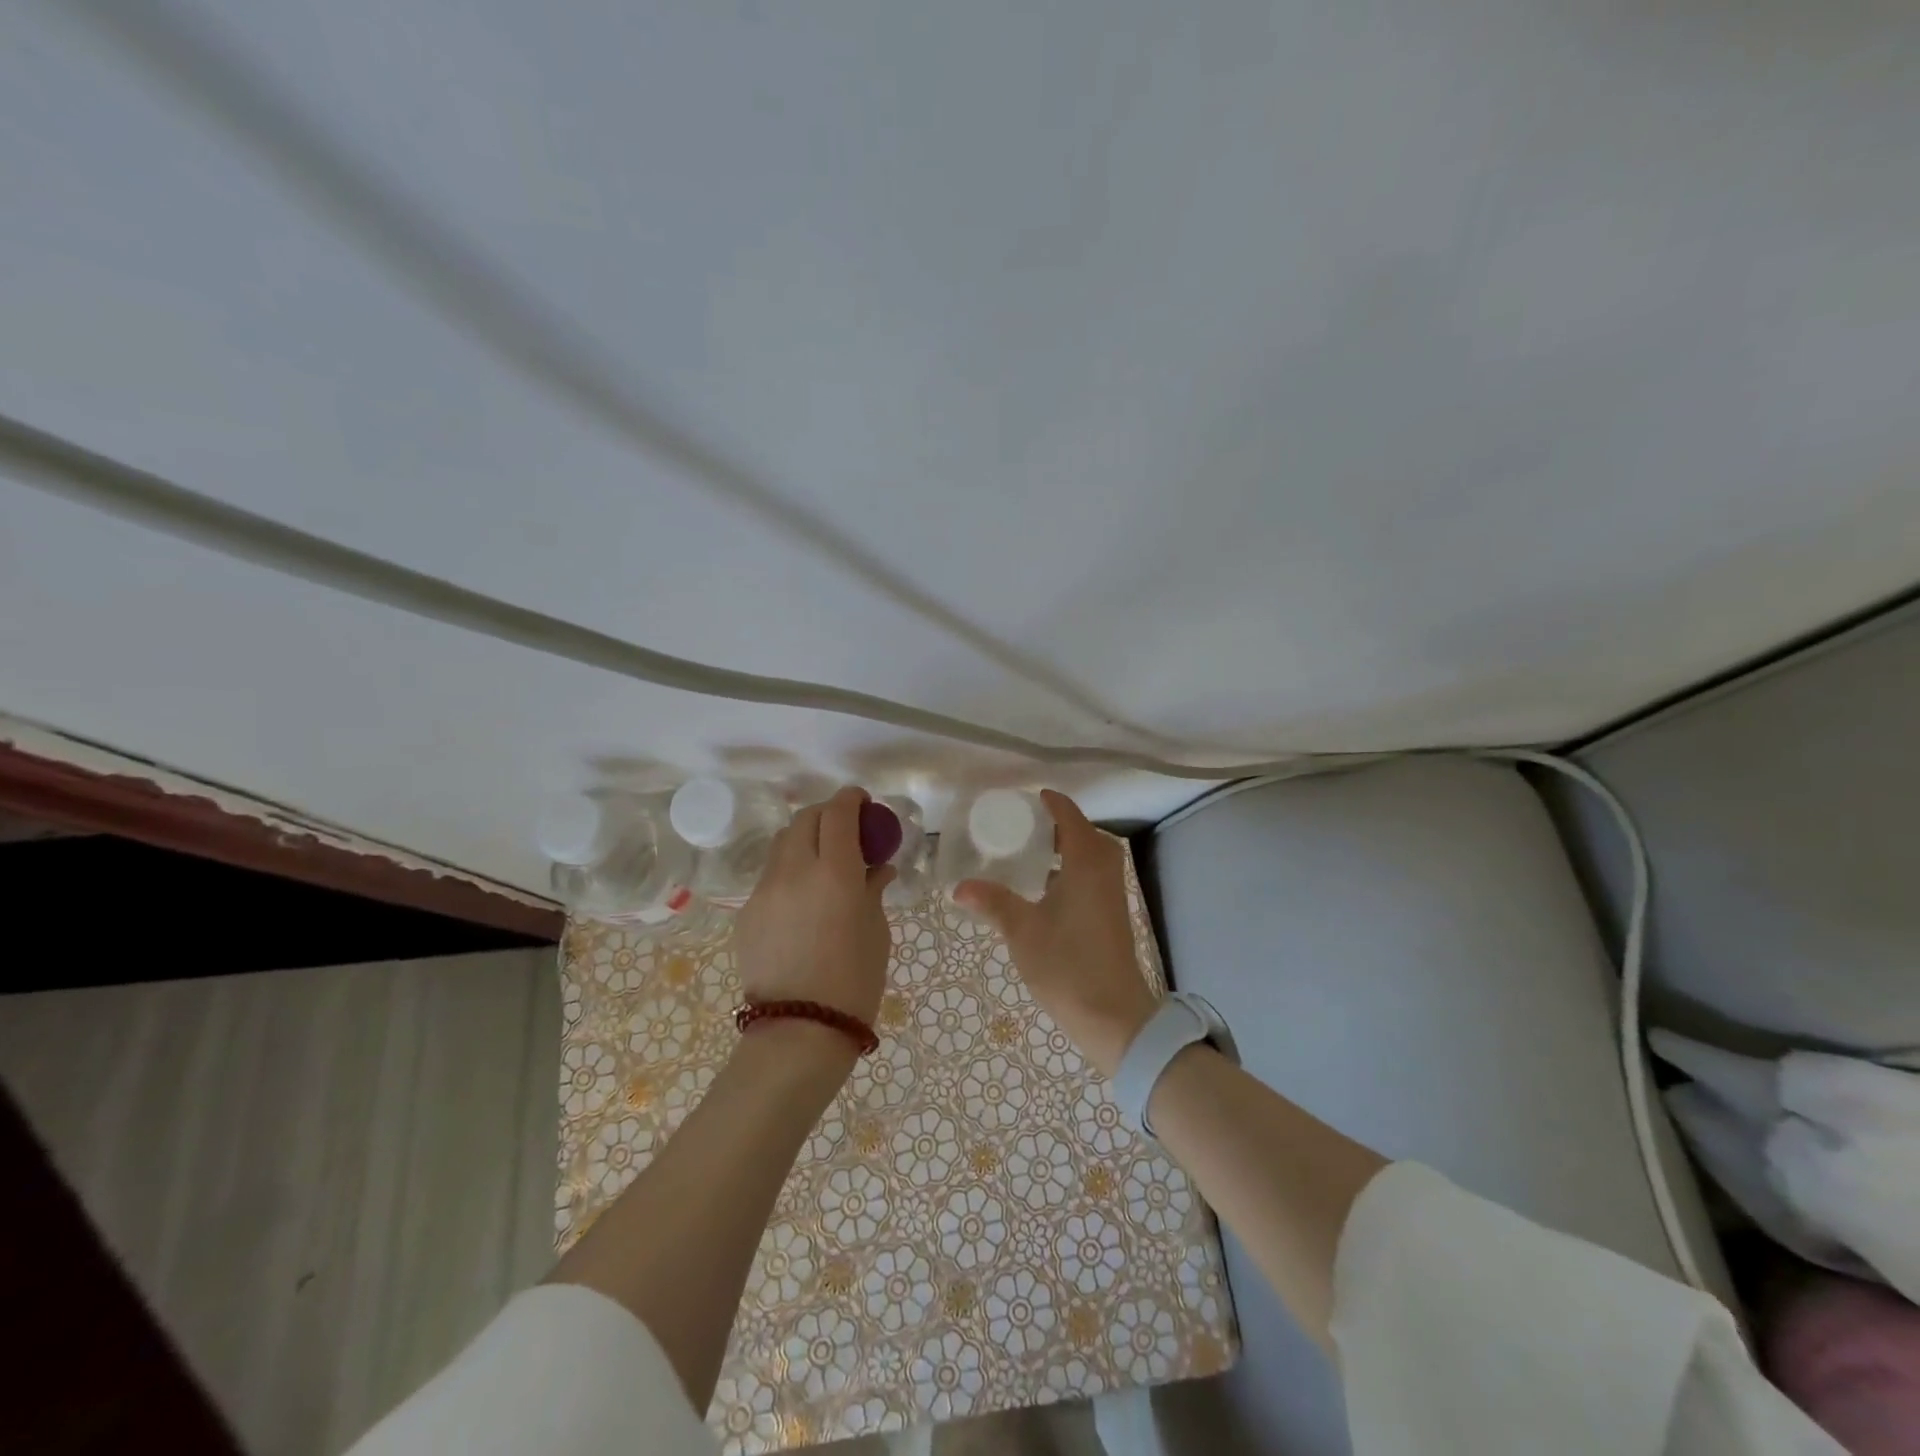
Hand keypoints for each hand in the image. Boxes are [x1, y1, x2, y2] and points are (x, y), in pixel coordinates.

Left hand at [734, 786, 895, 1028]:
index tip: (863, 802)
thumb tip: (878, 868)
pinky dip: (790, 871)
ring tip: (822, 861)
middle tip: (845, 830)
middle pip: (805, 819)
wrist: (799, 1031)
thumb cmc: (854, 981)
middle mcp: (794, 870)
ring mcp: (764, 890)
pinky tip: (803, 899)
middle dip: (827, 814)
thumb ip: (874, 889)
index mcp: (835, 871)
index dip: (852, 799)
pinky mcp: (747, 912)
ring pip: (782, 844)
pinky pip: (770, 876)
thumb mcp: (876, 930)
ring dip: (805, 839)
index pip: (838, 813)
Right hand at [955, 790, 1156, 1076]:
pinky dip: (1072, 869)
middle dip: (1057, 825)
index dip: (1051, 803)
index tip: (1028, 797)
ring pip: (1092, 856)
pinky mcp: (1113, 914)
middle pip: (1084, 833)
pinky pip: (1093, 875)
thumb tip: (959, 886)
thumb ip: (993, 902)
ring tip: (1030, 853)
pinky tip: (1046, 889)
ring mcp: (1112, 894)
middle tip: (1023, 826)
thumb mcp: (1022, 931)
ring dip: (1066, 848)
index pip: (1070, 817)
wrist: (1114, 1016)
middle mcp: (1105, 871)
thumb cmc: (1067, 965)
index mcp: (1086, 863)